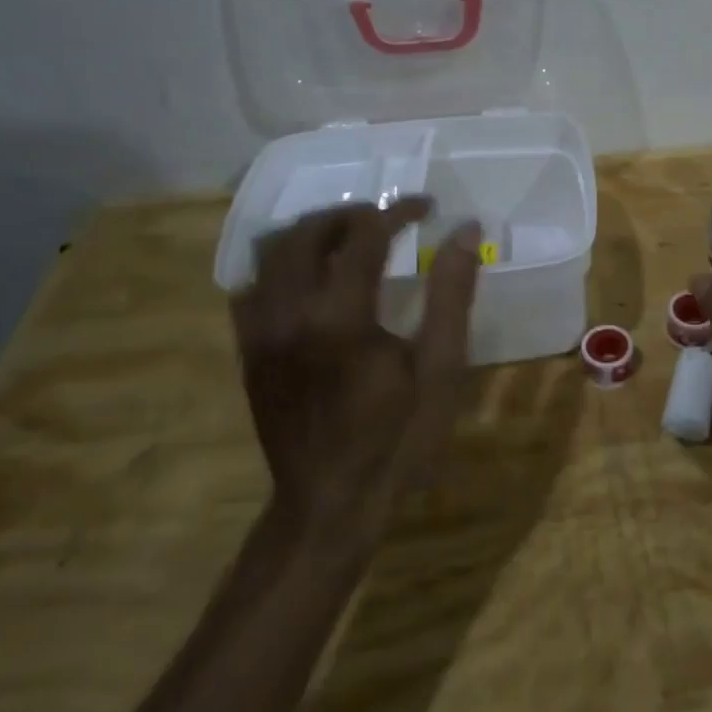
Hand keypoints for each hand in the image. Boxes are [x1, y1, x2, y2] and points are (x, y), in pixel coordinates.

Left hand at [230, 198, 480, 553]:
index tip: (427, 207)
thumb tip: (464, 231)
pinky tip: (311, 279)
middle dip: (349, 214)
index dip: (398, 211)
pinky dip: (281, 266)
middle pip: (307, 231)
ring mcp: (260, 332)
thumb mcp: (440, 368)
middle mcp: (289, 314)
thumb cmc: (396, 437)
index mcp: (340, 317)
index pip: (364, 235)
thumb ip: (451, 294)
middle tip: (386, 219)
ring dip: (312, 232)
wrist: (329, 504)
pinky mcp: (247, 350)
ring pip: (271, 252)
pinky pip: (252, 285)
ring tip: (349, 239)